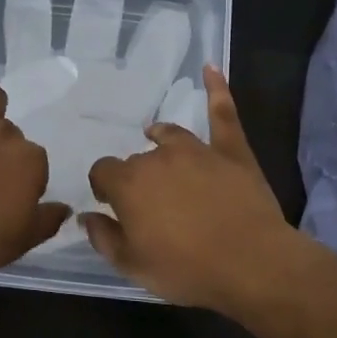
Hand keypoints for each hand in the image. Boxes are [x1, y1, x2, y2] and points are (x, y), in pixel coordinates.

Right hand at [82, 67, 299, 310]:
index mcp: (128, 184)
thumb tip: (85, 216)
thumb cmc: (186, 268)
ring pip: (170, 135)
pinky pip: (222, 114)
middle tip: (149, 203)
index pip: (102, 172)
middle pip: (137, 160)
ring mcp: (197, 150)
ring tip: (156, 138)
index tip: (112, 205)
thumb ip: (103, 238)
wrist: (250, 263)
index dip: (104, 188)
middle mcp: (158, 158)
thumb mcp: (133, 265)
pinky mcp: (231, 151)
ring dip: (160, 138)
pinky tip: (211, 68)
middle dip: (137, 177)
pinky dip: (217, 90)